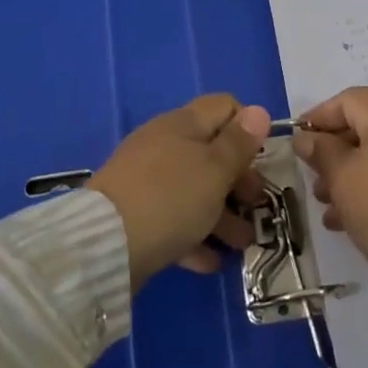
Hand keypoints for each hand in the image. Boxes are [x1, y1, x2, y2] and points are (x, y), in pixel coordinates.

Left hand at [89, 94, 270, 288]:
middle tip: (256, 206)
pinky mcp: (135, 214)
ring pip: (195, 189)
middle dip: (239, 180)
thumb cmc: (171, 198)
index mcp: (183, 124)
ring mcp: (146, 180)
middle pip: (211, 152)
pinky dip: (194, 236)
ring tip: (243, 244)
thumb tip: (259, 110)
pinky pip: (174, 219)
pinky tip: (211, 261)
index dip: (247, 127)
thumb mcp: (215, 170)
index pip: (224, 107)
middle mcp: (164, 144)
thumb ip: (239, 143)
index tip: (262, 158)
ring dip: (223, 215)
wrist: (105, 245)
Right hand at [295, 87, 367, 323]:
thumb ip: (320, 151)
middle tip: (312, 177)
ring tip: (327, 203)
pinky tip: (349, 216)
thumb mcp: (342, 179)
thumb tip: (306, 138)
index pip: (350, 100)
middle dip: (335, 149)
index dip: (319, 117)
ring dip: (352, 170)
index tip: (297, 140)